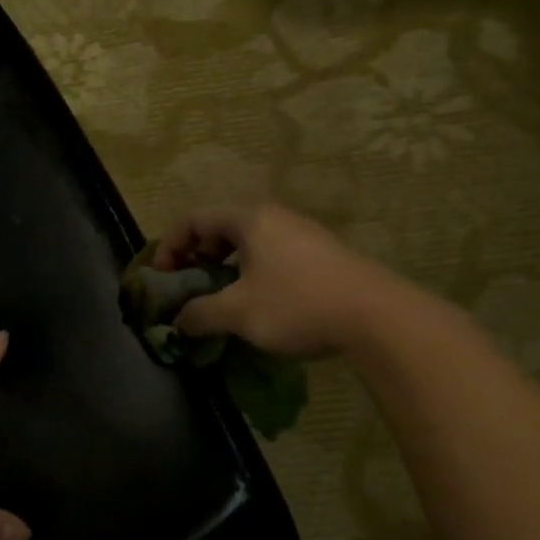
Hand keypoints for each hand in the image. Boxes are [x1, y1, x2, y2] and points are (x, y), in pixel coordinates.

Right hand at [152, 203, 420, 357]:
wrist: (377, 317)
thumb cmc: (297, 304)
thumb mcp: (237, 312)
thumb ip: (199, 313)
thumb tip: (177, 322)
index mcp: (249, 219)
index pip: (193, 219)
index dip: (168, 247)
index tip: (162, 278)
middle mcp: (273, 217)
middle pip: (219, 228)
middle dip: (195, 258)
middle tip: (186, 288)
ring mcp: (300, 234)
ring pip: (246, 244)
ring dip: (223, 269)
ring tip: (217, 299)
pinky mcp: (319, 255)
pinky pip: (270, 256)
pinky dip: (249, 274)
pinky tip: (255, 304)